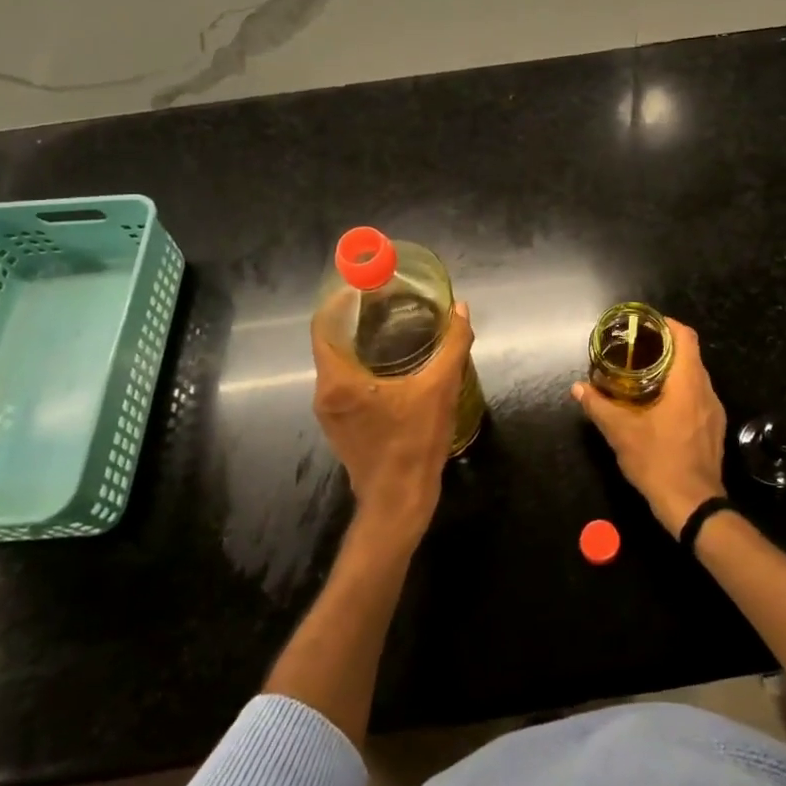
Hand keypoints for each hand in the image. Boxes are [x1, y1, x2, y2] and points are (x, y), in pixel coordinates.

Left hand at [313, 301, 472, 549]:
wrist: (399, 503)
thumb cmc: (414, 443)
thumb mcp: (440, 389)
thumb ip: (452, 345)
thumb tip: (461, 309)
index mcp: (339, 379)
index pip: (325, 324)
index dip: (341, 298)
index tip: (365, 282)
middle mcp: (326, 392)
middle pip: (333, 341)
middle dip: (357, 317)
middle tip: (388, 299)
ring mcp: (330, 412)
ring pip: (339, 363)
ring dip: (360, 341)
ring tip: (393, 324)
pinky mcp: (341, 426)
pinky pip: (346, 382)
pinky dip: (363, 364)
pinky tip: (392, 362)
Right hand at [571, 318, 726, 536]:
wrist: (693, 506)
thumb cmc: (658, 461)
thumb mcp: (621, 432)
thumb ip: (598, 406)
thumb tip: (578, 388)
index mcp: (688, 383)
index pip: (685, 337)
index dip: (666, 324)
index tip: (645, 325)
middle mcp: (706, 391)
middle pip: (690, 356)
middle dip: (664, 348)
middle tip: (636, 350)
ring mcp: (714, 412)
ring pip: (695, 378)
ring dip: (672, 372)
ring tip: (643, 376)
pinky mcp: (714, 429)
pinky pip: (698, 398)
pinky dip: (680, 392)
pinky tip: (659, 406)